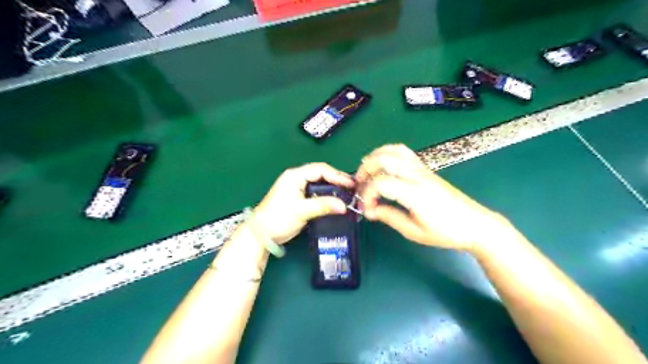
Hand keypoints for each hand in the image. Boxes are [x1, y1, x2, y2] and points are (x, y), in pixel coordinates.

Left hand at [252, 162, 352, 243]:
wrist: (261, 233)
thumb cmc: (278, 218)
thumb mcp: (301, 210)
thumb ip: (323, 205)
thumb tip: (344, 206)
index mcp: (295, 176)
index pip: (320, 169)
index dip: (337, 175)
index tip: (351, 184)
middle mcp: (296, 178)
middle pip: (321, 174)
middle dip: (337, 180)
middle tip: (351, 188)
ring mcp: (297, 187)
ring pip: (319, 183)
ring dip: (332, 187)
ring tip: (346, 194)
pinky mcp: (298, 197)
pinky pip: (316, 192)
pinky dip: (326, 195)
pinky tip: (334, 201)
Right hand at [357, 144, 508, 251]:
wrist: (474, 224)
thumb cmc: (446, 232)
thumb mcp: (414, 232)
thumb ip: (390, 217)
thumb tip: (370, 210)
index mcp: (414, 193)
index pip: (381, 183)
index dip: (367, 194)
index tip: (367, 210)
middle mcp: (417, 176)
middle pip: (383, 160)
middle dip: (365, 170)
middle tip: (359, 186)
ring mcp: (421, 169)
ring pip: (393, 150)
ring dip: (374, 158)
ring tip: (367, 172)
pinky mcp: (425, 169)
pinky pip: (403, 152)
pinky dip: (387, 153)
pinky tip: (382, 165)